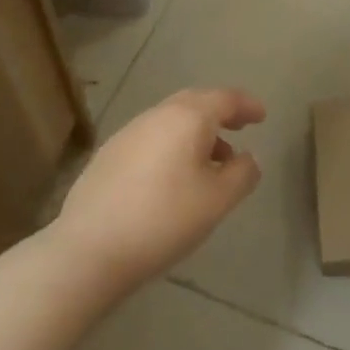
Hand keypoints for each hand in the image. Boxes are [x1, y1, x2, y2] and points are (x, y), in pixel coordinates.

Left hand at [46, 88, 264, 309]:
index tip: (262, 116)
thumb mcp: (218, 201)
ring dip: (195, 133)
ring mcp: (128, 133)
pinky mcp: (107, 156)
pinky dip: (171, 146)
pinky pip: (151, 138)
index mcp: (188, 117)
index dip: (247, 105)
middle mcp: (157, 115)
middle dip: (220, 113)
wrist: (87, 251)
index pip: (226, 99)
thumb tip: (247, 158)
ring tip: (209, 162)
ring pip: (171, 121)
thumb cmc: (163, 220)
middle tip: (239, 127)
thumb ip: (242, 174)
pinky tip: (171, 178)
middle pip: (196, 102)